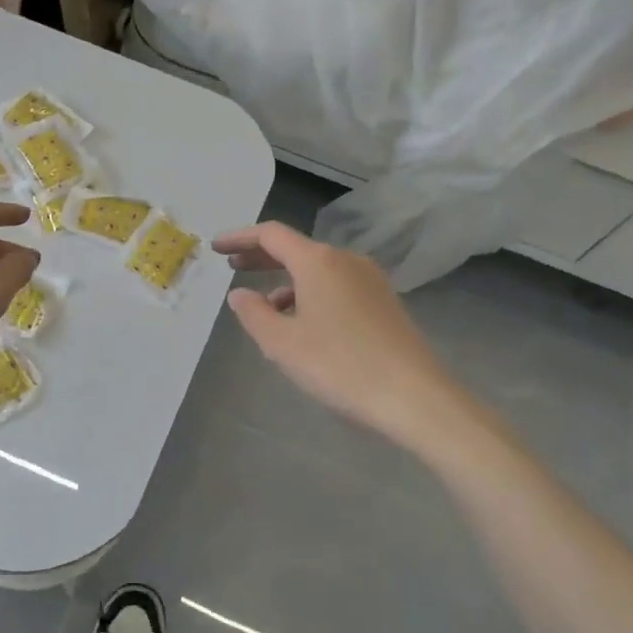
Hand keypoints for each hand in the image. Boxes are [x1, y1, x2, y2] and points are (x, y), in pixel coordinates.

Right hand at [213, 221, 482, 448]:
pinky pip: (336, 286)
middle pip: (295, 248)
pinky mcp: (384, 302)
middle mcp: (345, 260)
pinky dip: (310, 294)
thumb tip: (239, 294)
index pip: (271, 235)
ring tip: (264, 308)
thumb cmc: (340, 366)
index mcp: (318, 261)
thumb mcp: (283, 344)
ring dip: (286, 281)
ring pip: (317, 270)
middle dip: (261, 256)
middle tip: (232, 267)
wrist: (415, 397)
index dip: (240, 238)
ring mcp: (369, 280)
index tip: (216, 248)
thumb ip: (254, 314)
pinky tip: (303, 324)